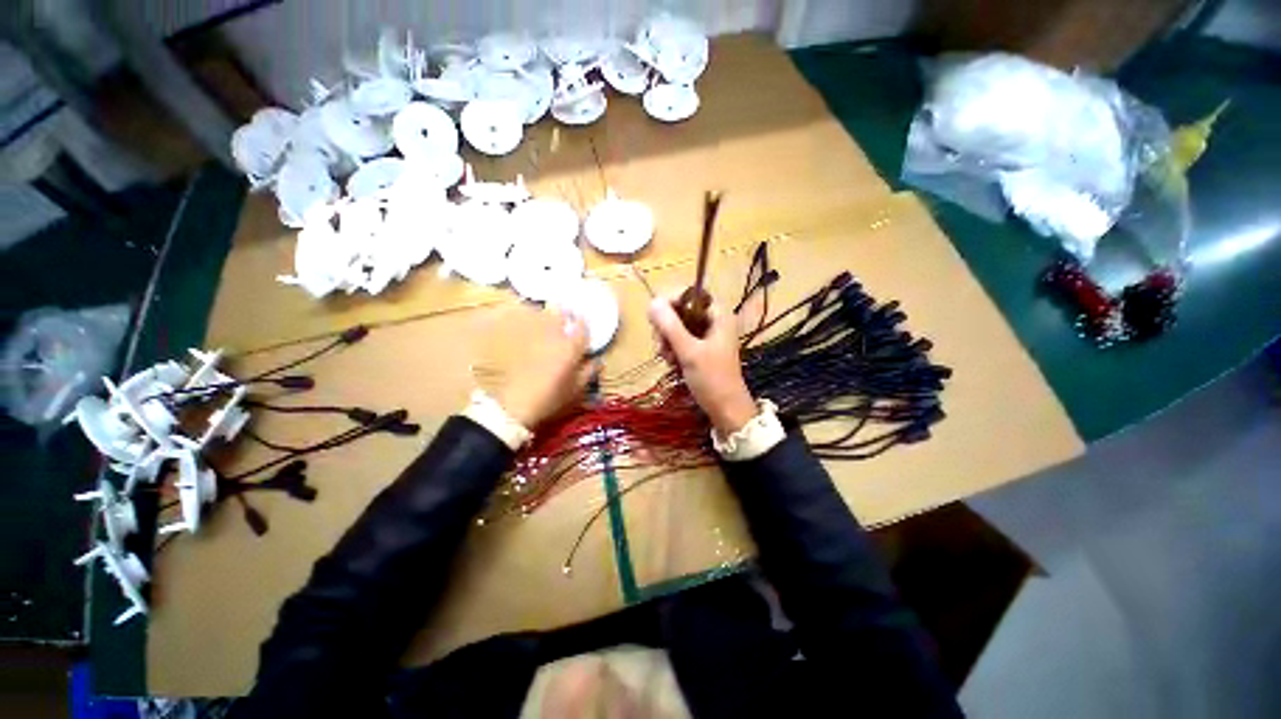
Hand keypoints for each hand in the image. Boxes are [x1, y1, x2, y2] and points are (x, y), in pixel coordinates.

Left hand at [495, 308, 594, 427]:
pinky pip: (533, 328)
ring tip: (554, 314)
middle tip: (569, 312)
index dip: (584, 323)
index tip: (585, 322)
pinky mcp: (523, 344)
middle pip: (560, 315)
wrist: (518, 403)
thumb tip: (598, 361)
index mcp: (571, 347)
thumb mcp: (577, 388)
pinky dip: (537, 324)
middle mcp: (555, 338)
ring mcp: (537, 339)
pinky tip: (540, 332)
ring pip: (545, 318)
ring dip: (551, 315)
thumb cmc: (553, 397)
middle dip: (566, 312)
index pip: (581, 327)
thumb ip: (589, 372)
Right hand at [648, 296, 757, 435]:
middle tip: (661, 345)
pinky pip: (681, 340)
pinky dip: (673, 349)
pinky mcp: (702, 349)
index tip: (655, 317)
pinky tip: (671, 363)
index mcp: (718, 314)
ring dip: (667, 340)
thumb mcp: (689, 352)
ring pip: (678, 327)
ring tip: (667, 358)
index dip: (671, 301)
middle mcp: (714, 320)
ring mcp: (708, 335)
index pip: (690, 294)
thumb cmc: (712, 379)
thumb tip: (652, 302)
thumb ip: (670, 326)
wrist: (726, 410)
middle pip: (682, 310)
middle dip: (667, 326)